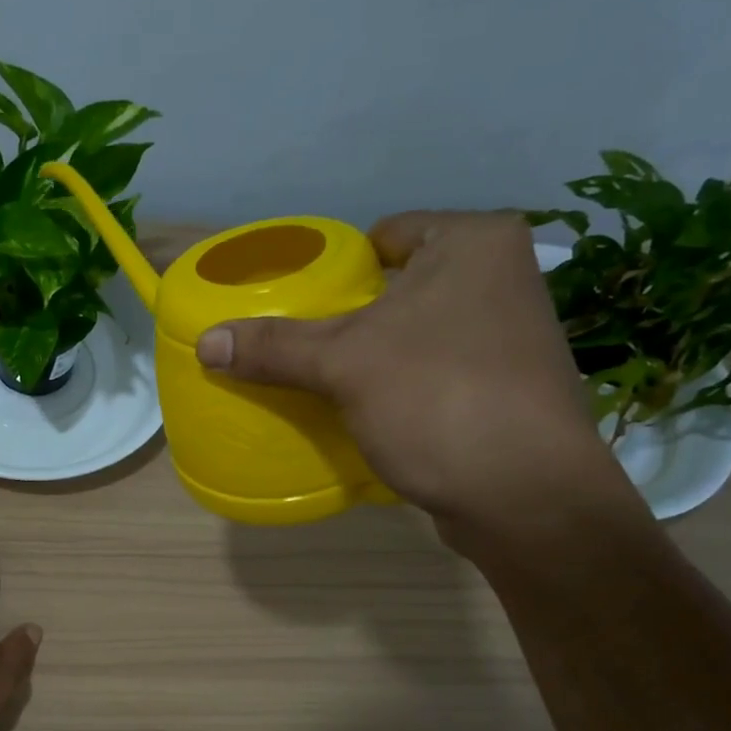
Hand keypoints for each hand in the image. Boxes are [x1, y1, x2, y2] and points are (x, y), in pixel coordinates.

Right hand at [194, 211, 637, 538]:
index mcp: (474, 243)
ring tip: (325, 380)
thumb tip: (206, 342)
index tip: (300, 302)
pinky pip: (436, 373)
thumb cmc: (437, 399)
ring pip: (419, 334)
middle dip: (352, 317)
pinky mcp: (509, 389)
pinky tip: (369, 412)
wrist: (524, 495)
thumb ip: (274, 347)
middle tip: (302, 345)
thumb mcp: (343, 366)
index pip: (387, 235)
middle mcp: (503, 278)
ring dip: (377, 356)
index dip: (337, 266)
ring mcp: (513, 336)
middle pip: (400, 286)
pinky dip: (402, 387)